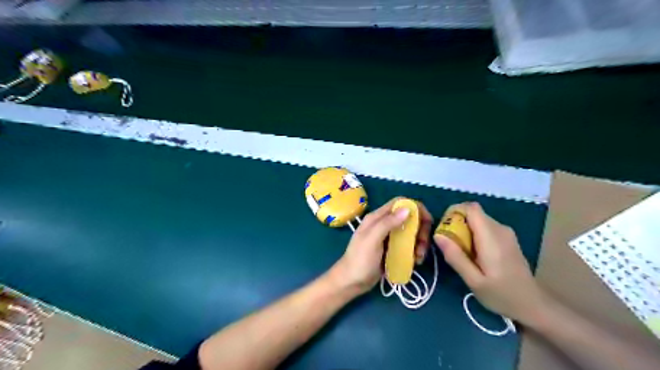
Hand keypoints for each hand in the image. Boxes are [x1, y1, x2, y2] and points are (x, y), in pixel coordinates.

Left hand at [330, 198, 433, 296]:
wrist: (351, 282)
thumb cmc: (359, 260)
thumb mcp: (372, 240)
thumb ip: (387, 223)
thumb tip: (407, 208)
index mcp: (377, 218)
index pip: (399, 203)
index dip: (415, 208)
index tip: (427, 221)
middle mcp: (384, 224)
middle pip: (409, 218)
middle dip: (420, 229)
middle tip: (422, 245)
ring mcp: (388, 237)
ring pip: (410, 232)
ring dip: (419, 242)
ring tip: (418, 257)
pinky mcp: (392, 250)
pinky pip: (408, 245)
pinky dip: (414, 251)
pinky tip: (415, 261)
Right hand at [438, 202, 544, 323]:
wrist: (534, 305)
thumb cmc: (502, 295)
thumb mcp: (473, 280)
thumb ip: (455, 257)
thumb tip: (438, 235)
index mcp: (491, 237)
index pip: (472, 208)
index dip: (455, 210)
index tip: (444, 226)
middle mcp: (500, 229)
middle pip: (474, 213)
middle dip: (457, 222)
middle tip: (448, 243)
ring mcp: (506, 233)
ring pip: (479, 220)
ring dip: (465, 229)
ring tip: (460, 251)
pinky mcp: (507, 239)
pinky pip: (485, 227)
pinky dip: (474, 234)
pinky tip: (473, 254)